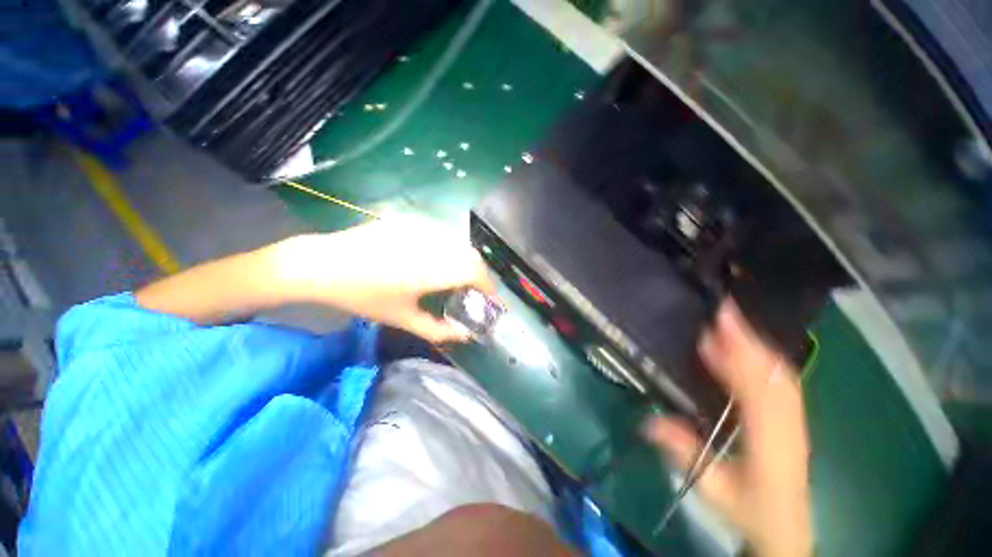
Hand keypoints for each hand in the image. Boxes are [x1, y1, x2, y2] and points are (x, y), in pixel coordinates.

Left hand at [277, 216, 495, 342]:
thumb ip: (437, 331)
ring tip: (457, 277)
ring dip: (465, 261)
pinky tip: (436, 260)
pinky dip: (449, 249)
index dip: (488, 286)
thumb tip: (464, 335)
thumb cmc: (361, 297)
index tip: (491, 299)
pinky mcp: (410, 221)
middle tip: (475, 291)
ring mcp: (419, 229)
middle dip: (480, 275)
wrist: (323, 264)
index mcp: (429, 271)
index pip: (474, 272)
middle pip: (471, 255)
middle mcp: (430, 245)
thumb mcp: (401, 319)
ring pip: (458, 243)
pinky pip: (441, 234)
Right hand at [643, 300, 811, 556]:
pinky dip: (766, 358)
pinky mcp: (794, 418)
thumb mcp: (712, 488)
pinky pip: (784, 381)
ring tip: (732, 322)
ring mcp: (797, 421)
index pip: (757, 393)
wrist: (786, 527)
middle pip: (775, 375)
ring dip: (758, 345)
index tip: (714, 331)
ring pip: (783, 375)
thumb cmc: (749, 509)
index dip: (737, 358)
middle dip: (749, 339)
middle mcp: (789, 427)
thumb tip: (648, 421)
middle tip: (722, 310)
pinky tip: (749, 348)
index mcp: (771, 445)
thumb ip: (683, 453)